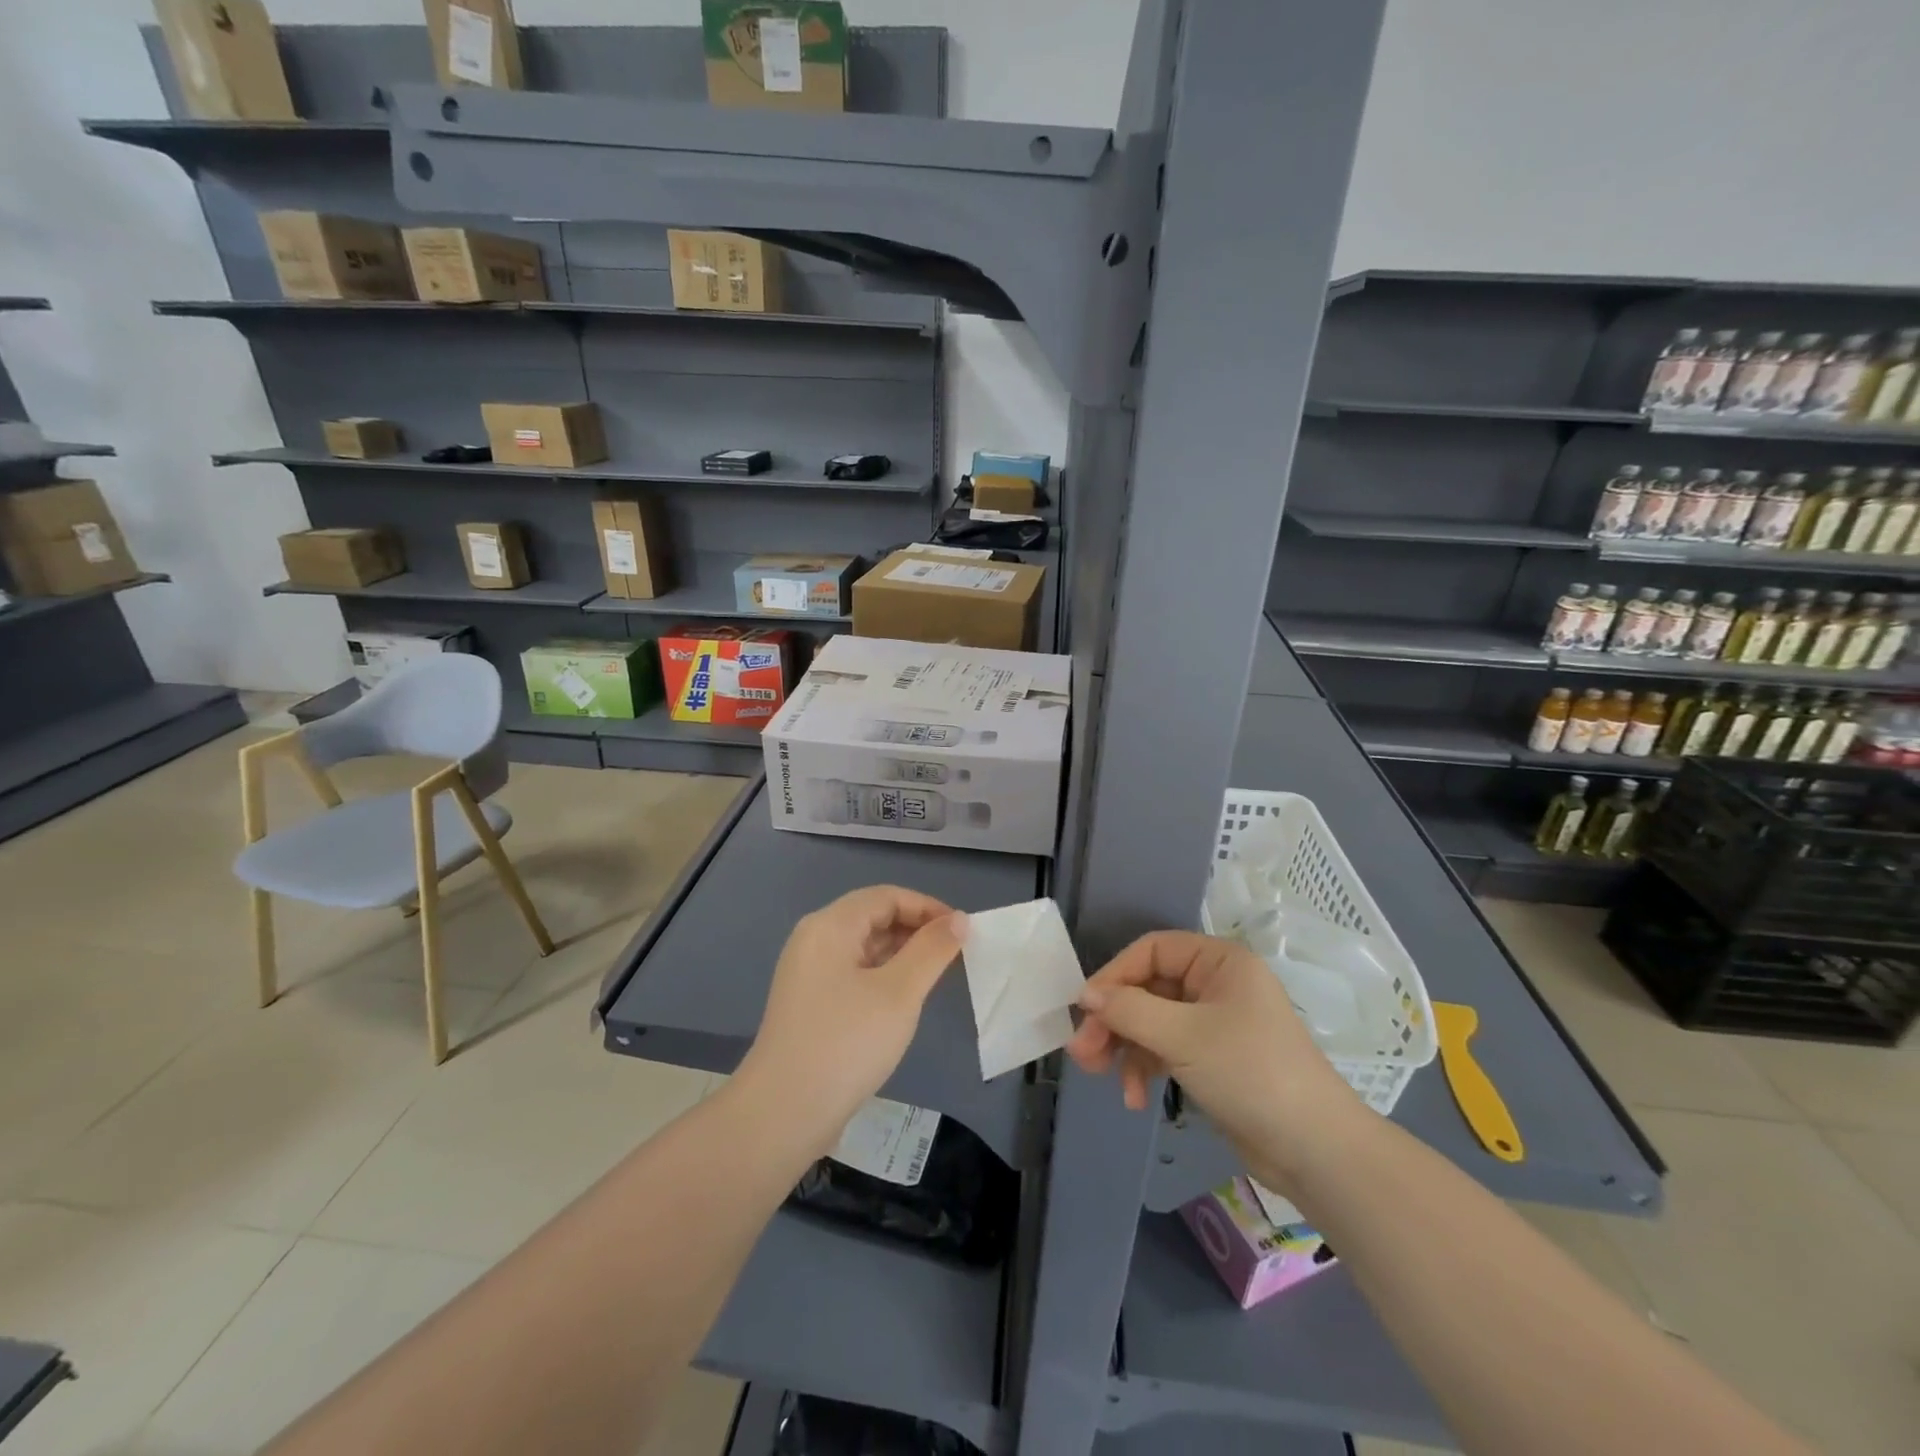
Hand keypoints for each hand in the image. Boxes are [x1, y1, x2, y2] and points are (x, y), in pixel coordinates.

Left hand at [739, 886, 961, 1154]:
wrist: (782, 1114)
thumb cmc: (846, 1043)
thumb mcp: (899, 993)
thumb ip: (932, 951)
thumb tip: (959, 920)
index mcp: (830, 926)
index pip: (887, 896)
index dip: (927, 907)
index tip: (963, 931)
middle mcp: (814, 939)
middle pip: (872, 916)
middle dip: (916, 929)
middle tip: (954, 954)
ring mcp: (807, 973)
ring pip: (863, 946)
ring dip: (901, 953)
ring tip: (936, 975)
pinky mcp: (809, 1003)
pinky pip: (853, 972)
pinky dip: (883, 975)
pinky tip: (903, 1000)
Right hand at [1066, 931, 1365, 1188]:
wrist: (1314, 1150)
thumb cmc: (1250, 1072)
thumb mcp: (1183, 1036)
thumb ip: (1129, 1010)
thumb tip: (1086, 994)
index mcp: (1218, 961)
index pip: (1152, 950)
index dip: (1115, 975)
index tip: (1085, 1008)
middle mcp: (1215, 984)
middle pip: (1147, 988)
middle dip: (1114, 1020)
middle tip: (1083, 1052)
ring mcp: (1214, 1023)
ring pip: (1152, 1021)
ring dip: (1125, 1048)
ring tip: (1099, 1076)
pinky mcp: (1212, 1059)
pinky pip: (1166, 1049)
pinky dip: (1146, 1068)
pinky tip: (1135, 1098)